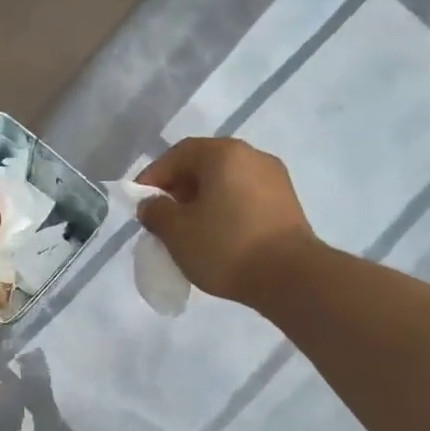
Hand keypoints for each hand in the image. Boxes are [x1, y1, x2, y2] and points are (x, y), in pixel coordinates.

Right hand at [136, 138, 318, 303]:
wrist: (290, 277)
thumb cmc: (225, 246)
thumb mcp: (176, 232)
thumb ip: (156, 212)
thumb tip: (152, 203)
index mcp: (224, 154)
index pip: (178, 154)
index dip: (154, 176)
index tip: (140, 203)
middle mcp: (252, 156)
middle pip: (204, 165)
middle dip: (178, 189)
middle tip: (162, 217)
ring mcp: (274, 179)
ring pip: (225, 182)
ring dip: (201, 200)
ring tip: (187, 230)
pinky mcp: (286, 203)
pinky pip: (243, 197)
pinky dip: (224, 209)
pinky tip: (216, 236)